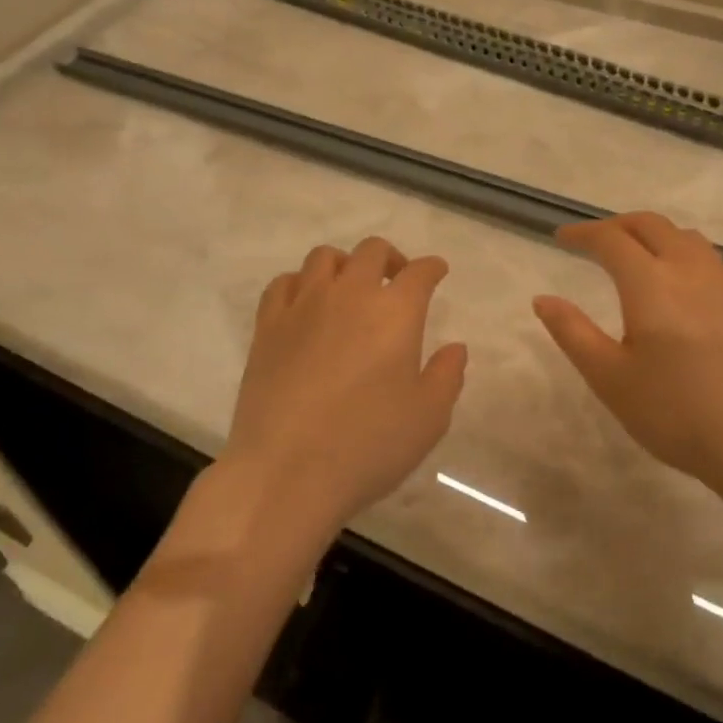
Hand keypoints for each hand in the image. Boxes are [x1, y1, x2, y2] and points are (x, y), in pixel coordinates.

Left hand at [221, 236, 467, 536]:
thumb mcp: (428, 418)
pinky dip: (301, 283)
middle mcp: (349, 295)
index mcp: (394, 312)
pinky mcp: (267, 326)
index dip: (432, 268)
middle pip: (371, 252)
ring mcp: (303, 306)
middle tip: (396, 280)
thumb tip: (455, 348)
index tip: (437, 271)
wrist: (286, 471)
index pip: (419, 273)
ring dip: (344, 264)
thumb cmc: (368, 445)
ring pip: (323, 257)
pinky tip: (306, 304)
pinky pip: (283, 284)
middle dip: (390, 258)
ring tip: (349, 288)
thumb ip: (446, 376)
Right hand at [532, 212, 722, 504]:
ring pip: (686, 238)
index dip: (583, 234)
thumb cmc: (675, 414)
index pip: (611, 240)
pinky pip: (711, 260)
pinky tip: (682, 287)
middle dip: (617, 226)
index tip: (561, 238)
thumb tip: (543, 299)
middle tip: (594, 242)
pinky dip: (684, 255)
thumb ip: (572, 332)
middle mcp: (692, 270)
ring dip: (654, 236)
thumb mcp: (609, 378)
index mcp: (651, 283)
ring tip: (636, 258)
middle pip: (651, 225)